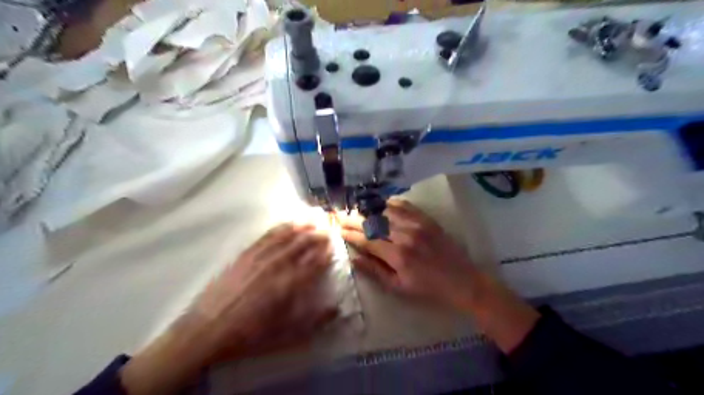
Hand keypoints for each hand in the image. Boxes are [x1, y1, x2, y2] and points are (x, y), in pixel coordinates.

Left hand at [122, 224, 337, 392]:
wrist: (207, 329)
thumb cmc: (249, 334)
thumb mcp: (285, 335)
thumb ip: (313, 321)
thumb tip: (336, 308)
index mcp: (289, 284)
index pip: (313, 263)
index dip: (325, 252)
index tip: (334, 245)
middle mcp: (277, 265)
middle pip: (302, 245)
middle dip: (318, 235)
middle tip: (328, 228)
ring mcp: (260, 257)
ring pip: (286, 236)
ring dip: (302, 226)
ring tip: (313, 219)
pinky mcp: (246, 254)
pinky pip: (267, 236)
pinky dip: (280, 228)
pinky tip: (287, 224)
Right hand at [339, 200, 478, 311]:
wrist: (463, 280)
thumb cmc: (428, 289)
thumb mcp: (399, 287)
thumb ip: (375, 271)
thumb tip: (354, 258)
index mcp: (397, 255)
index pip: (367, 239)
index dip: (350, 234)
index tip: (338, 229)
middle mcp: (405, 235)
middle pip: (373, 222)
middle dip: (353, 218)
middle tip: (340, 215)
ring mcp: (417, 224)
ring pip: (385, 211)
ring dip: (368, 209)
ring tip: (355, 208)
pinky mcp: (426, 218)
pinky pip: (404, 205)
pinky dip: (389, 203)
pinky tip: (380, 204)